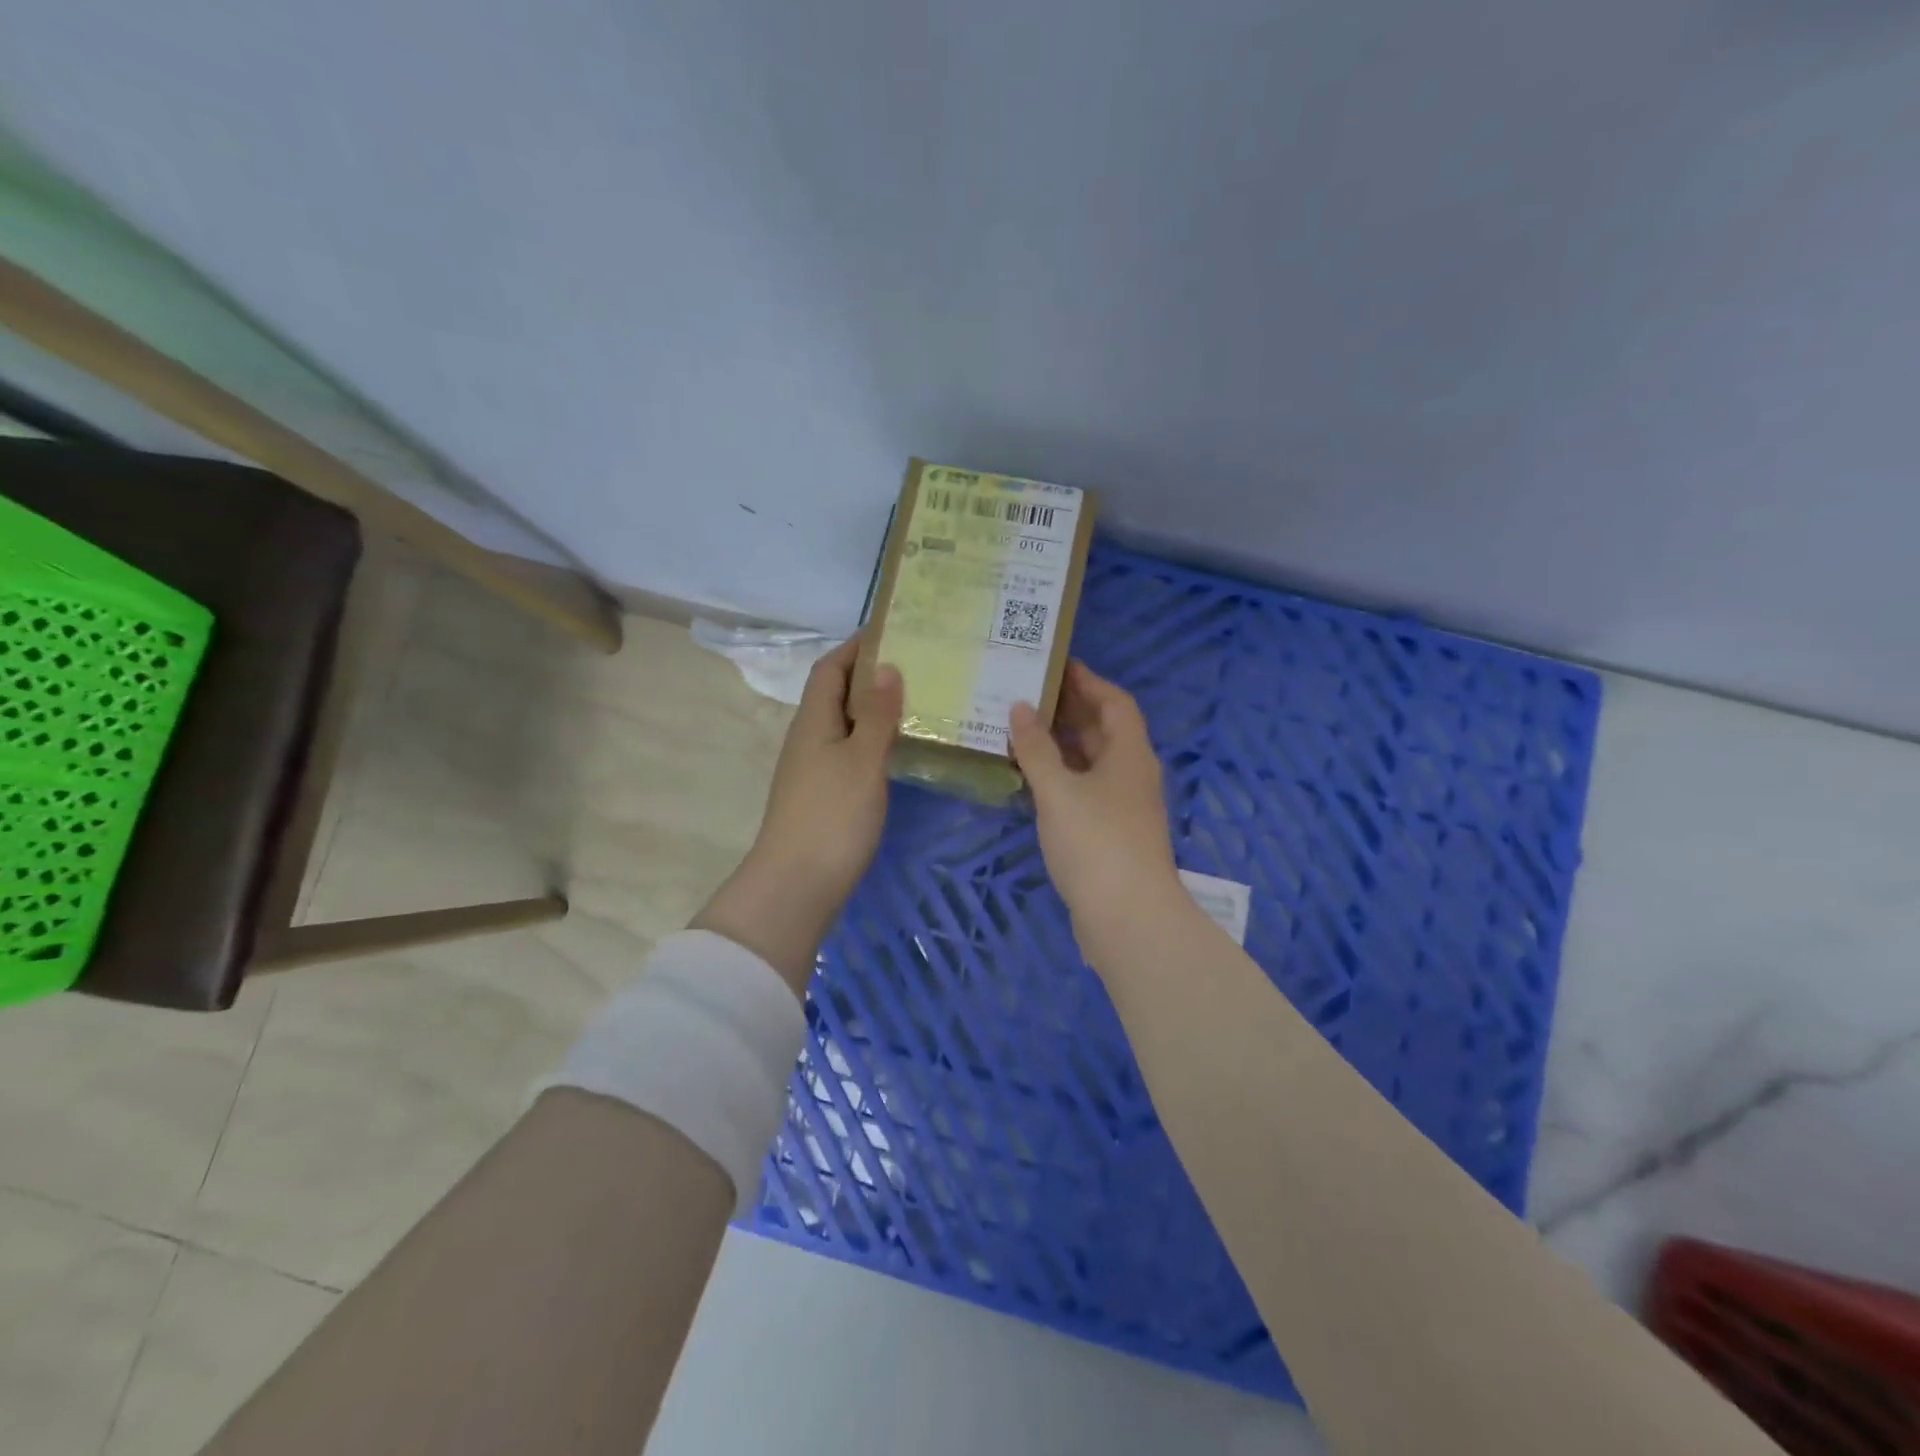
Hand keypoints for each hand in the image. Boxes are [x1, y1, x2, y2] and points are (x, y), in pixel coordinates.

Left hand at [694, 637, 902, 994]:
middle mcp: (809, 738)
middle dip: (872, 675)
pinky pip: (850, 752)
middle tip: (920, 667)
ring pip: (846, 725)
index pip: (830, 667)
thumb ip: (878, 714)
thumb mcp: (862, 760)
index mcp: (814, 720)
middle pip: (838, 694)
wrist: (797, 885)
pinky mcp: (823, 795)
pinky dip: (874, 741)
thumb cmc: (832, 816)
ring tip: (920, 702)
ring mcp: (814, 769)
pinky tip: (901, 750)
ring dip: (876, 710)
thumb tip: (888, 667)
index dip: (856, 646)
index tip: (894, 631)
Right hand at [1008, 662, 1190, 970]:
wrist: (1128, 918)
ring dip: (1061, 745)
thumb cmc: (1096, 843)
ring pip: (1092, 762)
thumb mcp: (1059, 790)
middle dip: (1070, 710)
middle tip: (1026, 694)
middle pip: (1104, 730)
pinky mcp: (1110, 833)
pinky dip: (1060, 777)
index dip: (1088, 680)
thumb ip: (1037, 749)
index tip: (1055, 665)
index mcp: (1129, 754)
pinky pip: (1084, 789)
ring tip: (1020, 730)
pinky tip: (1030, 780)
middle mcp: (1131, 774)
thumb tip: (1021, 708)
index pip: (1114, 702)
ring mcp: (1123, 806)